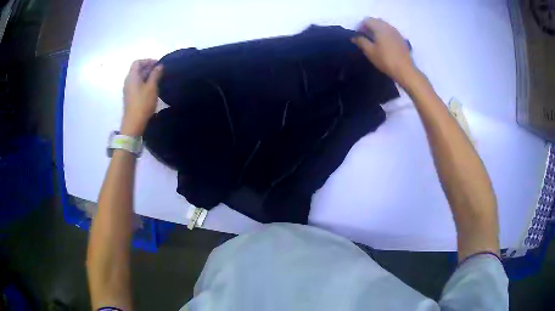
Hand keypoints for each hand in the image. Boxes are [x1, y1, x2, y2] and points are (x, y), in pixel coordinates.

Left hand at [121, 59, 162, 135]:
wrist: (133, 123)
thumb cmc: (143, 103)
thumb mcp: (152, 87)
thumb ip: (156, 74)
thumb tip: (159, 66)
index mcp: (132, 76)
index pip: (138, 62)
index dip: (147, 61)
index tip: (157, 64)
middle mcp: (128, 81)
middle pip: (137, 69)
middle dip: (148, 68)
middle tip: (159, 71)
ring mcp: (128, 89)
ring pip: (137, 77)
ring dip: (147, 76)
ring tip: (157, 79)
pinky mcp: (130, 97)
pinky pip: (137, 85)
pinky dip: (144, 83)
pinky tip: (152, 88)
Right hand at [351, 18, 416, 87]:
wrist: (405, 70)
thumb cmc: (386, 60)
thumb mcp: (370, 51)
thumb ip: (361, 41)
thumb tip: (354, 37)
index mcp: (380, 27)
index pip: (367, 20)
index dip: (360, 26)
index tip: (358, 35)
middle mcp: (388, 26)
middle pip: (376, 21)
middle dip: (369, 26)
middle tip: (365, 37)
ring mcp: (396, 32)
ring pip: (384, 26)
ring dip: (377, 30)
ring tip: (374, 41)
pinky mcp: (401, 39)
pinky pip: (390, 32)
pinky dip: (385, 34)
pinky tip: (384, 44)